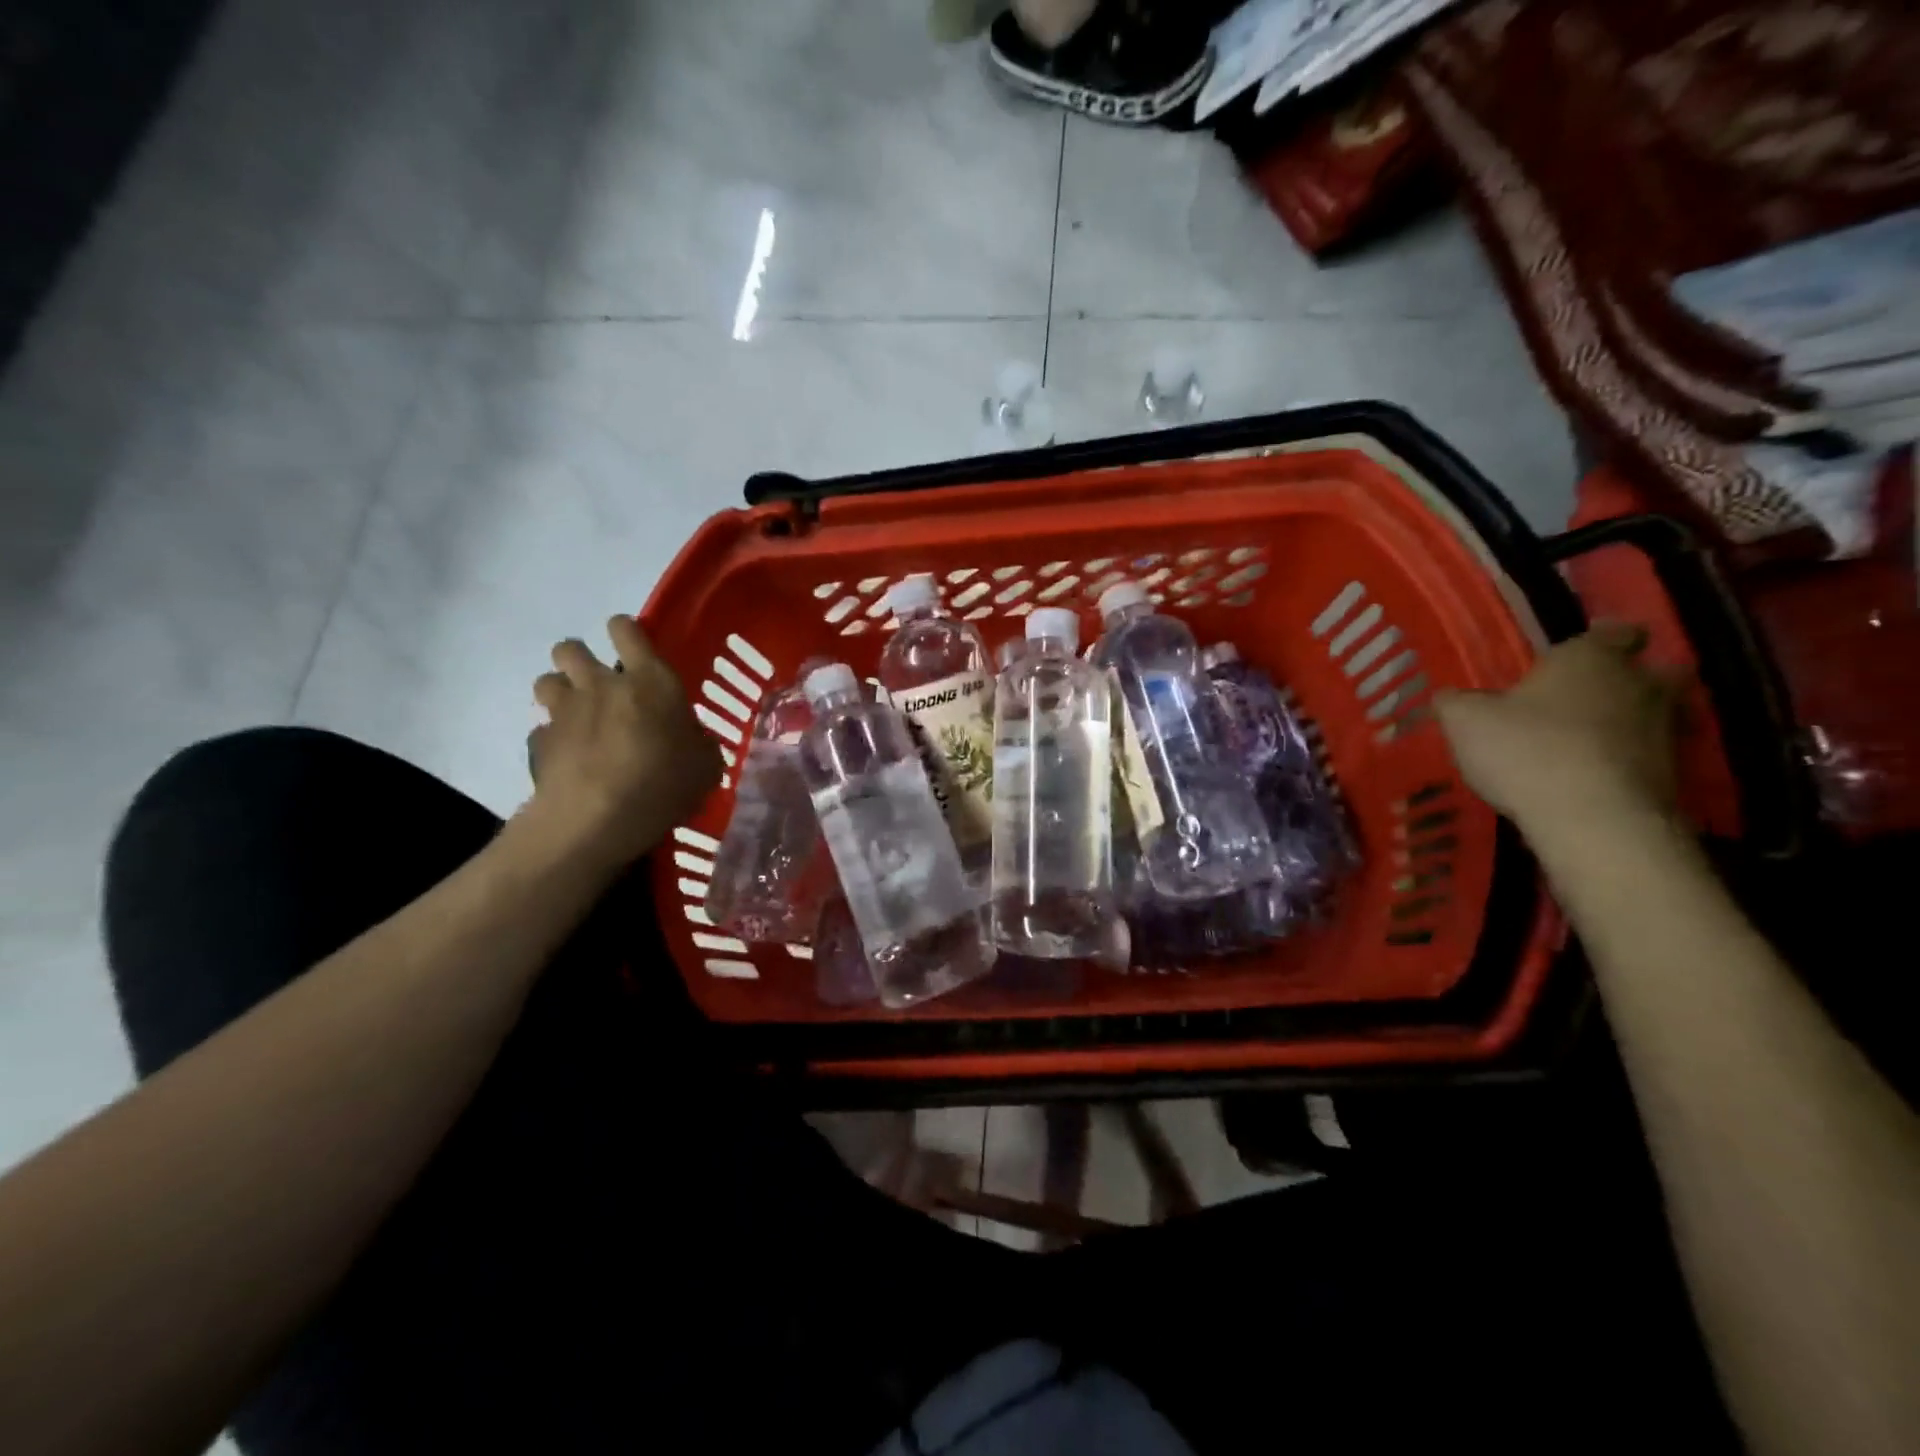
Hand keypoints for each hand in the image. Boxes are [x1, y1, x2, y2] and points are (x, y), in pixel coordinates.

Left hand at [523, 616, 721, 872]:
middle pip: (570, 647)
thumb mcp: (706, 765)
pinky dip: (551, 739)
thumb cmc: (663, 783)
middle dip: (578, 659)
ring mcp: (564, 711)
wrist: (597, 819)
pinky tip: (566, 758)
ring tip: (575, 716)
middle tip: (596, 683)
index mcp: (650, 680)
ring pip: (546, 680)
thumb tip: (692, 740)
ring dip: (559, 692)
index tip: (631, 647)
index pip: (626, 629)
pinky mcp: (539, 742)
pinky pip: (541, 729)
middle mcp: (601, 684)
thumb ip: (698, 743)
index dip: (625, 632)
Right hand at [1435, 624, 1680, 828]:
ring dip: (1631, 722)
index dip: (1602, 638)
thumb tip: (1447, 695)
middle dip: (1632, 678)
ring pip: (1657, 714)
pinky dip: (1629, 761)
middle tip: (1595, 694)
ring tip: (1590, 740)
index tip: (1584, 649)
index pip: (1614, 633)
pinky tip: (1595, 776)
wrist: (1593, 819)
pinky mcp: (1674, 775)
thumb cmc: (1526, 750)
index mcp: (1591, 659)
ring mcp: (1665, 731)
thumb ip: (1455, 703)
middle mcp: (1638, 685)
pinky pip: (1649, 756)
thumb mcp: (1465, 722)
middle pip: (1655, 671)